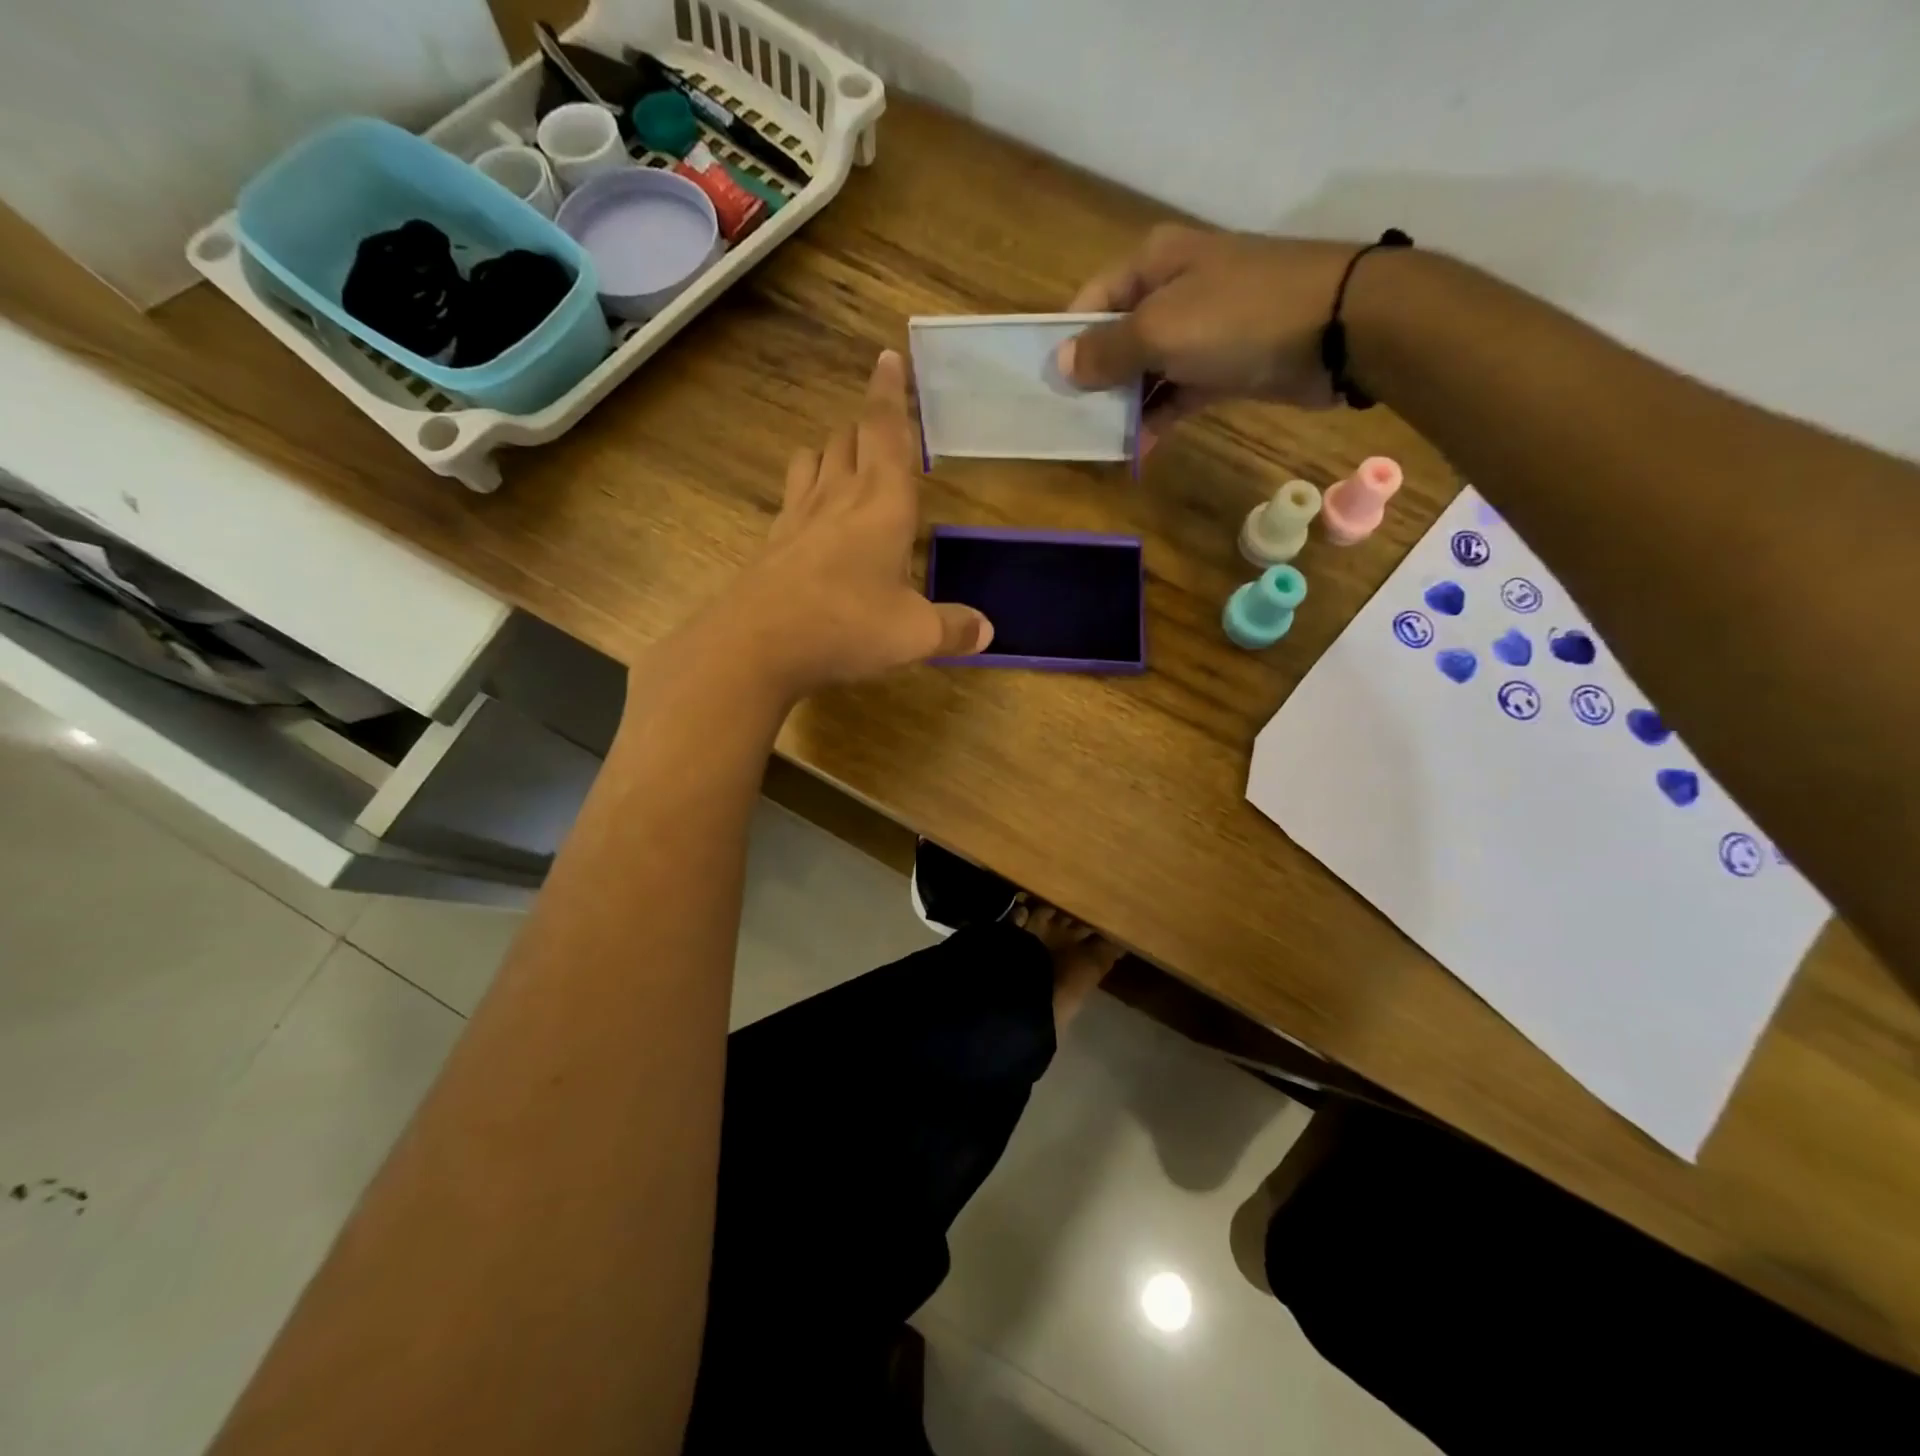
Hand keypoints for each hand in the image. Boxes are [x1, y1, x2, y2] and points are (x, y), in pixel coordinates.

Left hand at [727, 350, 992, 697]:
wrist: (758, 644)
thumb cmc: (848, 625)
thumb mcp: (914, 634)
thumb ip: (953, 628)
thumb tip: (987, 631)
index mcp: (883, 502)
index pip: (887, 430)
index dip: (890, 392)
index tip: (888, 356)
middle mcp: (839, 495)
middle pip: (848, 438)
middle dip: (866, 427)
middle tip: (882, 431)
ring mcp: (799, 515)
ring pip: (814, 458)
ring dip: (832, 451)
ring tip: (845, 463)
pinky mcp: (774, 540)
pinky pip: (792, 495)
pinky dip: (806, 489)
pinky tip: (812, 515)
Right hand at [1058, 226, 1363, 446]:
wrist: (1338, 329)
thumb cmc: (1238, 317)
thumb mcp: (1160, 330)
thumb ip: (1108, 350)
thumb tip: (1063, 364)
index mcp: (1152, 265)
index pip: (1091, 302)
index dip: (1070, 344)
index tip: (1051, 389)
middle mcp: (1173, 291)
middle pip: (1117, 339)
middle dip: (1095, 381)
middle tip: (1070, 424)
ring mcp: (1201, 329)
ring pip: (1146, 371)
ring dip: (1125, 406)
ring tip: (1100, 443)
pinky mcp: (1223, 365)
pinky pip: (1177, 393)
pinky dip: (1158, 418)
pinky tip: (1138, 449)